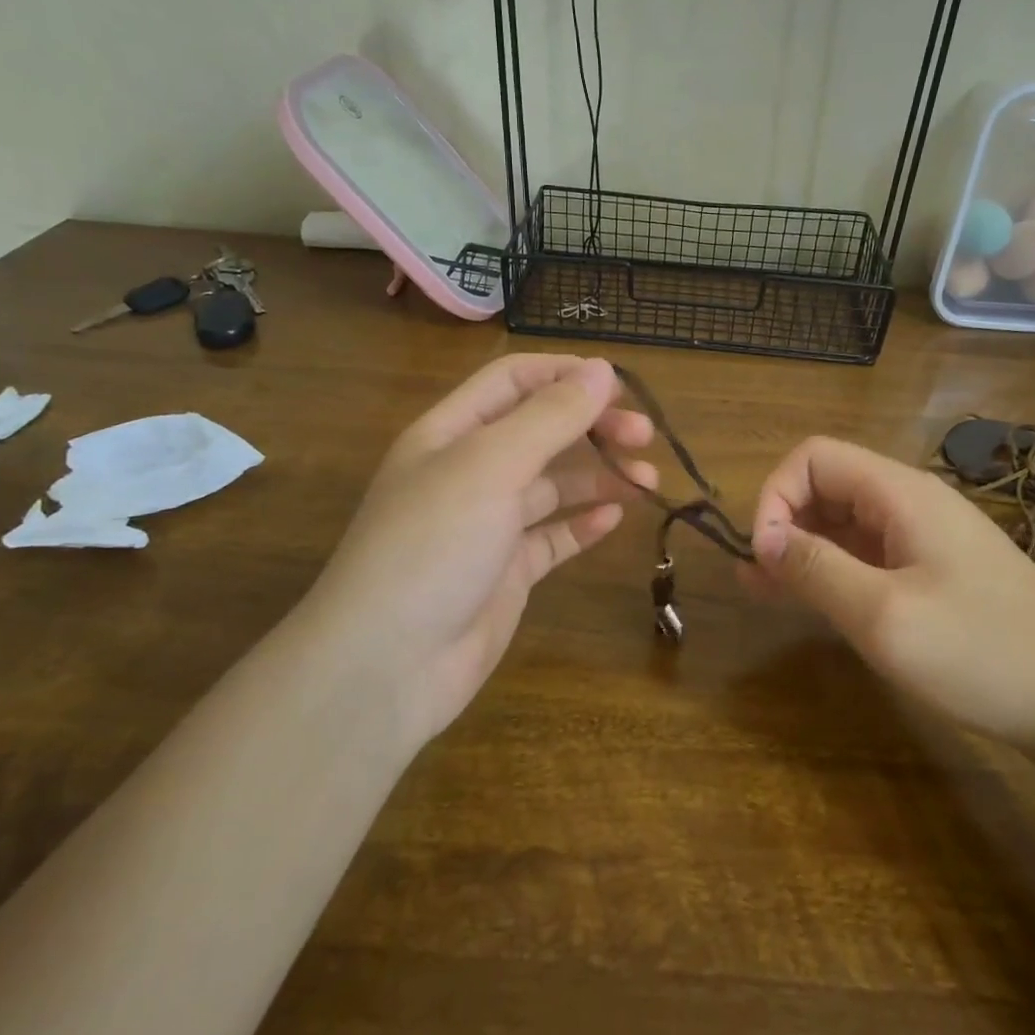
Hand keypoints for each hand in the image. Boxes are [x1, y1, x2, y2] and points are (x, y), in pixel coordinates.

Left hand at [301, 355, 655, 748]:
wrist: (388, 666)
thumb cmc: (434, 545)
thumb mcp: (491, 466)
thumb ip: (550, 416)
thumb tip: (602, 369)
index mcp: (452, 432)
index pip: (514, 380)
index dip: (567, 374)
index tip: (622, 387)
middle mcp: (469, 471)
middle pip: (541, 430)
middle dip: (593, 426)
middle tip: (644, 437)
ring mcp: (488, 525)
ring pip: (553, 484)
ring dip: (600, 475)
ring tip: (647, 482)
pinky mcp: (506, 572)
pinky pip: (552, 537)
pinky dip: (583, 523)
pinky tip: (616, 519)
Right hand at [746, 437, 1034, 745]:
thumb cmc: (980, 652)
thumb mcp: (883, 614)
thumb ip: (815, 568)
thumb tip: (761, 538)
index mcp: (901, 493)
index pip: (814, 458)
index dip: (775, 495)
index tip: (762, 554)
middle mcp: (912, 502)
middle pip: (828, 486)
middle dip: (783, 523)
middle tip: (754, 578)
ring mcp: (928, 538)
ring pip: (846, 523)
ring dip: (802, 549)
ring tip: (763, 590)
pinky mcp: (937, 571)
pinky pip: (870, 555)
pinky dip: (834, 570)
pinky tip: (813, 601)